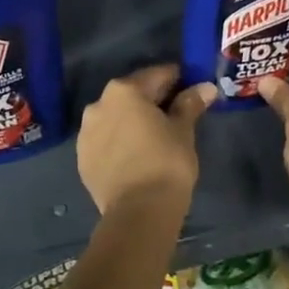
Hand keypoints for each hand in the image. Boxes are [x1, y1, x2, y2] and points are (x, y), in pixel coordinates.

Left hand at [76, 64, 215, 217]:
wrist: (138, 212)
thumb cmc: (166, 163)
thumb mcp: (183, 131)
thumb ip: (190, 104)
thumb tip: (205, 87)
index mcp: (124, 91)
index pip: (156, 75)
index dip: (177, 80)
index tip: (191, 88)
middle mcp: (99, 104)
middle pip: (132, 95)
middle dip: (152, 100)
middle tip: (175, 114)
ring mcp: (86, 133)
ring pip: (115, 118)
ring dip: (132, 121)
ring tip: (153, 137)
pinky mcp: (82, 158)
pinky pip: (105, 140)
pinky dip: (119, 142)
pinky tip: (135, 155)